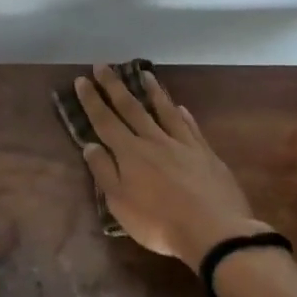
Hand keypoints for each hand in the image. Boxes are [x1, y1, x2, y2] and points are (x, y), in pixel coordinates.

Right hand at [75, 64, 268, 270]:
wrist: (214, 231)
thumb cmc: (159, 223)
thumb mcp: (120, 204)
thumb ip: (104, 172)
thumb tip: (90, 145)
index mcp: (130, 153)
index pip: (105, 121)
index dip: (92, 100)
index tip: (82, 80)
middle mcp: (154, 140)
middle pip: (131, 108)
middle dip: (114, 86)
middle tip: (104, 65)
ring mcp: (183, 144)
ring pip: (164, 110)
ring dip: (152, 91)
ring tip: (144, 73)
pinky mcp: (205, 153)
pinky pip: (190, 127)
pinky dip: (183, 114)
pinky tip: (180, 107)